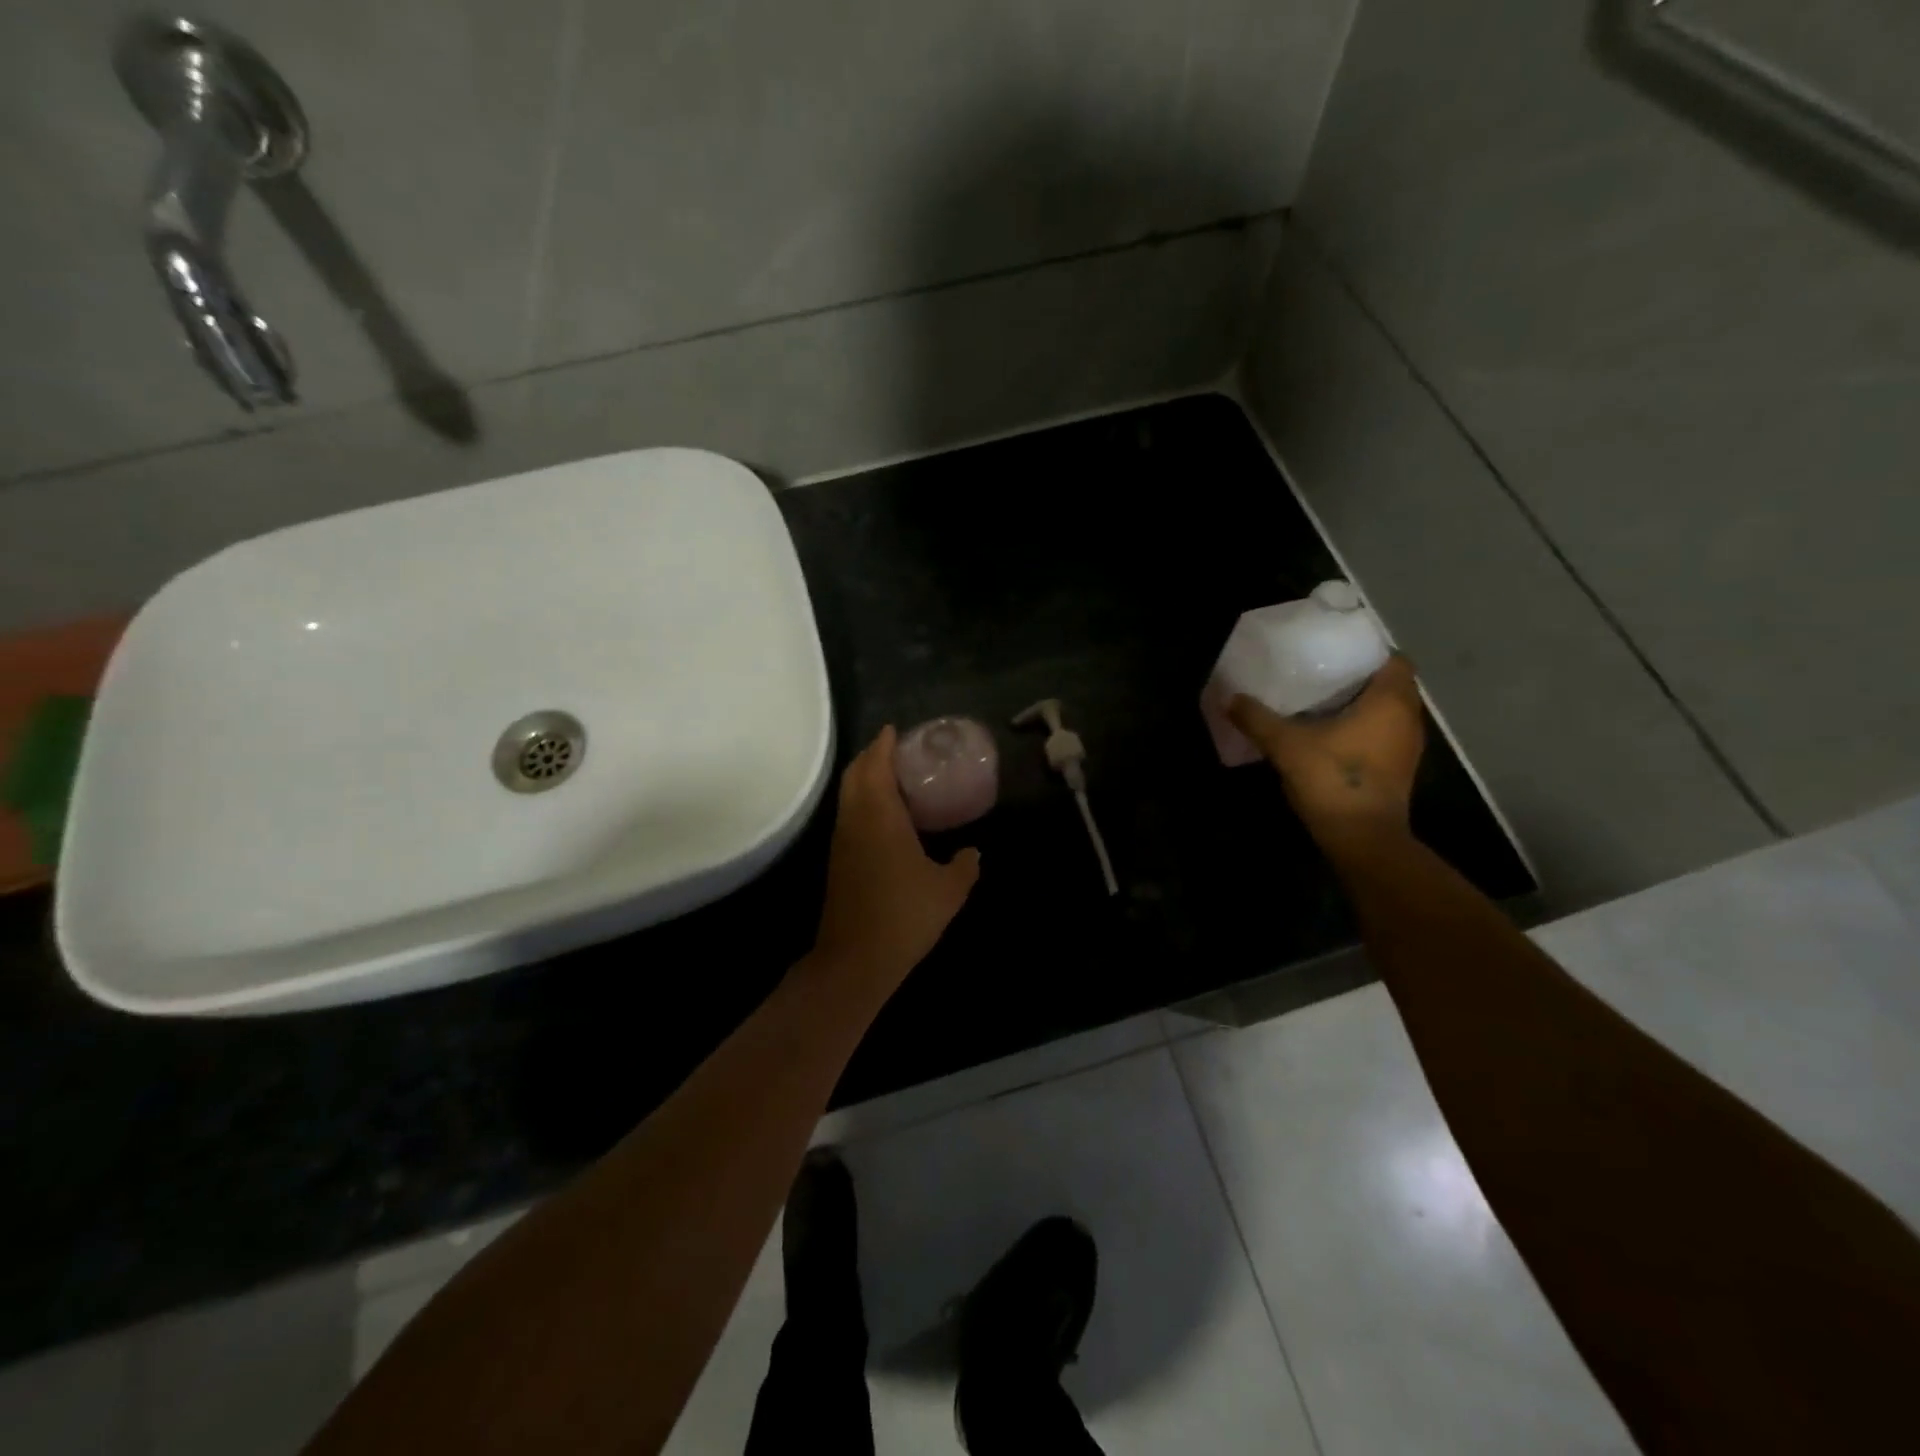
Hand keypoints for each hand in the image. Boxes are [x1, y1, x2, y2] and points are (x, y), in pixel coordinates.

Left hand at [810, 727, 981, 991]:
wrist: (855, 959)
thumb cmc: (905, 916)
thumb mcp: (949, 890)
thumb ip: (965, 865)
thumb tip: (974, 851)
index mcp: (880, 817)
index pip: (875, 766)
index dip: (882, 744)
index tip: (894, 729)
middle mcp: (855, 821)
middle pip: (855, 774)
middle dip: (871, 755)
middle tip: (896, 749)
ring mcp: (842, 841)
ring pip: (848, 795)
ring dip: (864, 778)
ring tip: (892, 775)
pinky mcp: (839, 860)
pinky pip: (849, 815)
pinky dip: (862, 800)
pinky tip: (884, 814)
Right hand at [1228, 655, 1425, 847]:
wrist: (1362, 839)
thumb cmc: (1333, 779)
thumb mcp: (1286, 745)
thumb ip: (1258, 719)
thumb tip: (1230, 698)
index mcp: (1390, 701)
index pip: (1395, 660)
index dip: (1369, 653)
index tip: (1337, 654)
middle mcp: (1408, 719)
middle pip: (1391, 686)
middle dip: (1360, 679)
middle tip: (1321, 676)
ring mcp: (1407, 748)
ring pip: (1388, 713)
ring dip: (1362, 707)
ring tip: (1322, 704)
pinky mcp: (1398, 771)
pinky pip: (1384, 736)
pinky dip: (1364, 730)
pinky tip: (1331, 736)